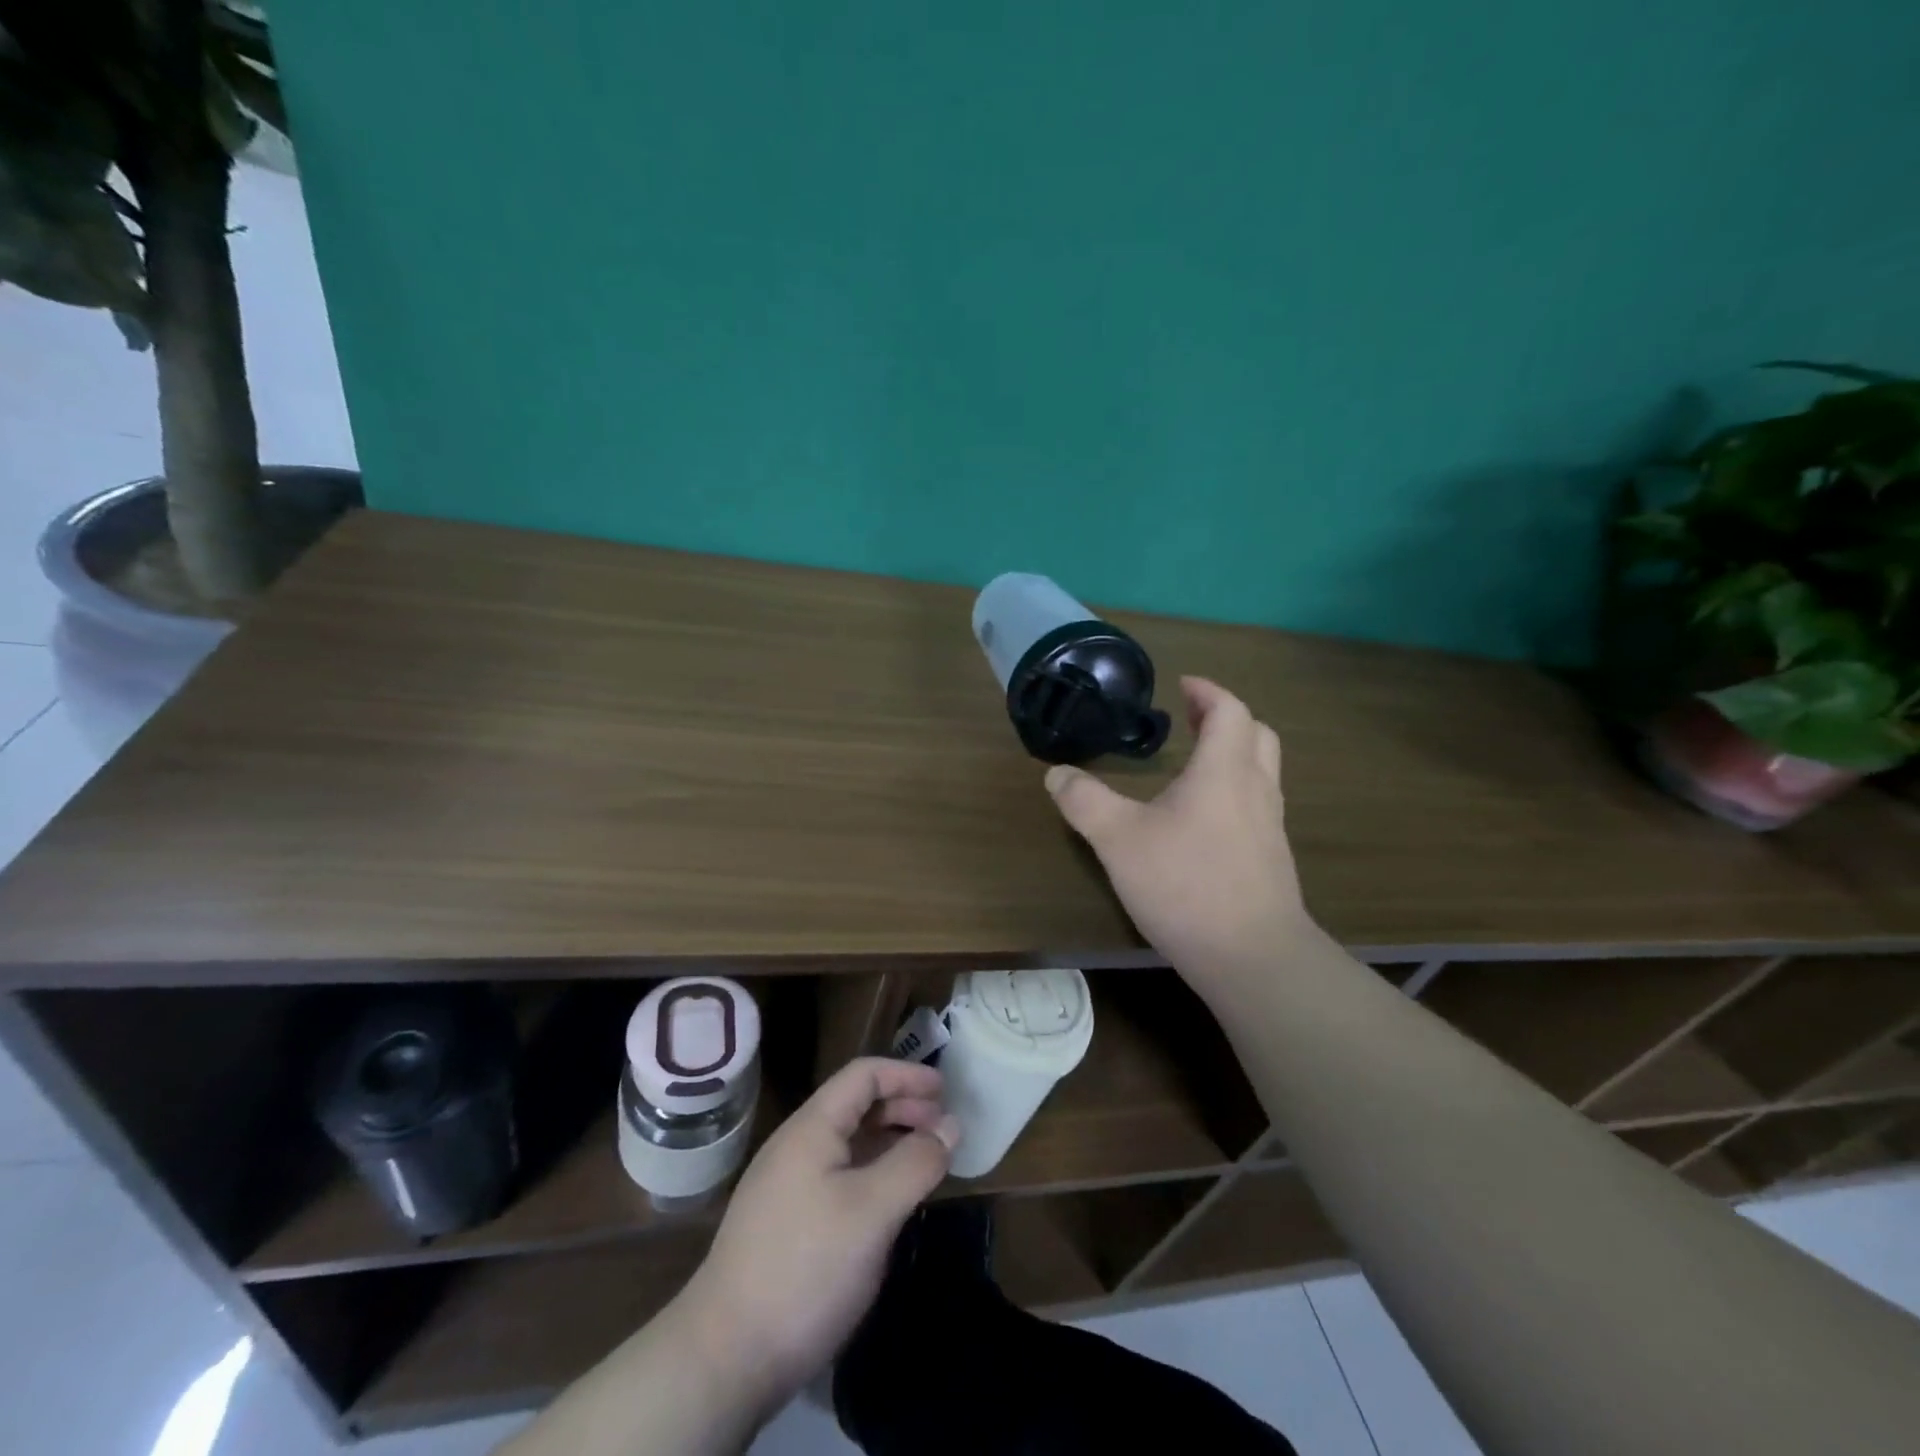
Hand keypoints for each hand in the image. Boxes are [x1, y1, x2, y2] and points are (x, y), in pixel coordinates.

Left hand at [676, 1058, 958, 1413]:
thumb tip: (951, 1125)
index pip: (863, 1075)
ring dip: (890, 1142)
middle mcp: (797, 1146)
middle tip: (943, 1129)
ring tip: (926, 1161)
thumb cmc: (806, 1268)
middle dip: (903, 1108)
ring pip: (849, 1144)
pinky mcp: (787, 1223)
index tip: (946, 1091)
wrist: (725, 1358)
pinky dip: (873, 1174)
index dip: (906, 1075)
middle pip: (856, 1105)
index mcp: (812, 1128)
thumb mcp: (872, 1211)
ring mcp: (788, 1185)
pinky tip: (890, 1202)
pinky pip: (840, 1177)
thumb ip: (915, 1162)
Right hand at [1045, 676, 1311, 984]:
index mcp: (1224, 771)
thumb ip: (1085, 801)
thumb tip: (1056, 773)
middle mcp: (1255, 790)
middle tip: (1191, 719)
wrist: (1252, 957)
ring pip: (1262, 771)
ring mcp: (1270, 827)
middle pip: (1257, 735)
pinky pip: (1258, 805)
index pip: (1229, 711)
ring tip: (1195, 765)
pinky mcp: (1271, 860)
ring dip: (1234, 754)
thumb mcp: (1118, 840)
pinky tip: (1204, 821)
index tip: (1182, 685)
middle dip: (1225, 718)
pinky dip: (1235, 791)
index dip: (1207, 692)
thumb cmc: (1185, 884)